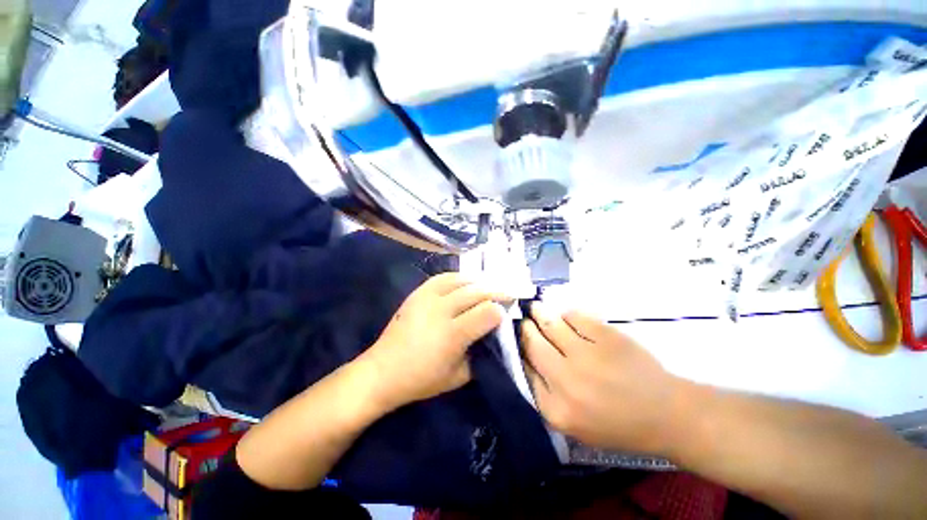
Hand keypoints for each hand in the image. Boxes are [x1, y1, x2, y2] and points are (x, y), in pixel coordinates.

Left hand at [362, 273, 508, 410]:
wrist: (383, 371)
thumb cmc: (422, 379)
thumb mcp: (459, 377)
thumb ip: (480, 355)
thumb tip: (492, 336)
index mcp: (453, 335)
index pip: (486, 313)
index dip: (500, 311)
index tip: (506, 312)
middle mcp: (441, 311)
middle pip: (476, 292)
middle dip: (496, 292)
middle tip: (508, 294)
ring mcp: (427, 298)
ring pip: (461, 281)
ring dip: (479, 282)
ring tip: (489, 285)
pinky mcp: (417, 293)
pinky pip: (442, 278)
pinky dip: (459, 277)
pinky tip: (466, 281)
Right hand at [521, 305, 684, 455]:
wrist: (666, 413)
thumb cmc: (617, 424)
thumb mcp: (573, 424)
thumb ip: (545, 395)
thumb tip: (526, 359)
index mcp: (556, 409)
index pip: (524, 370)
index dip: (519, 351)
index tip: (517, 341)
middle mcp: (565, 379)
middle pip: (532, 343)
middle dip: (525, 328)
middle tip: (524, 321)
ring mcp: (586, 355)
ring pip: (549, 323)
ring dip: (538, 312)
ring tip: (535, 308)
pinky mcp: (605, 336)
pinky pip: (574, 316)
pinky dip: (566, 314)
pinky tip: (566, 317)